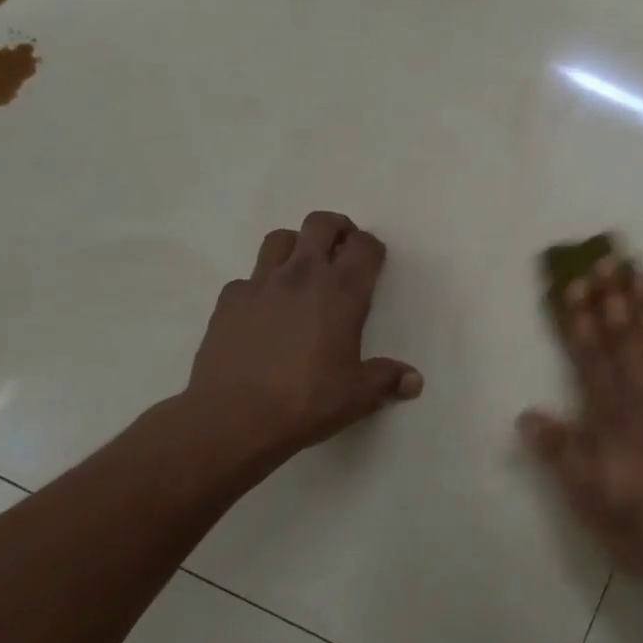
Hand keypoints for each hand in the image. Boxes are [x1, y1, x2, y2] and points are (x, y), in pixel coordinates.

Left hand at [185, 211, 421, 459]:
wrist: (234, 418)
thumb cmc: (307, 401)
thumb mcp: (358, 395)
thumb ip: (387, 379)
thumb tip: (414, 380)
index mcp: (342, 292)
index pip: (364, 246)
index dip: (372, 248)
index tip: (374, 262)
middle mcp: (302, 276)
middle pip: (321, 224)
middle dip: (337, 229)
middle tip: (342, 250)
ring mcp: (260, 284)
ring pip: (280, 239)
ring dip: (296, 246)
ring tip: (302, 270)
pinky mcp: (228, 301)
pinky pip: (248, 278)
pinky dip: (260, 285)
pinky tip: (264, 310)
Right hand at [519, 257, 642, 589]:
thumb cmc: (641, 526)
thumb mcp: (588, 499)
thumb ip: (561, 453)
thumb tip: (527, 414)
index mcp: (611, 418)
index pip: (590, 358)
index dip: (580, 321)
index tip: (574, 285)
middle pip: (625, 340)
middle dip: (613, 298)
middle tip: (606, 260)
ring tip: (641, 272)